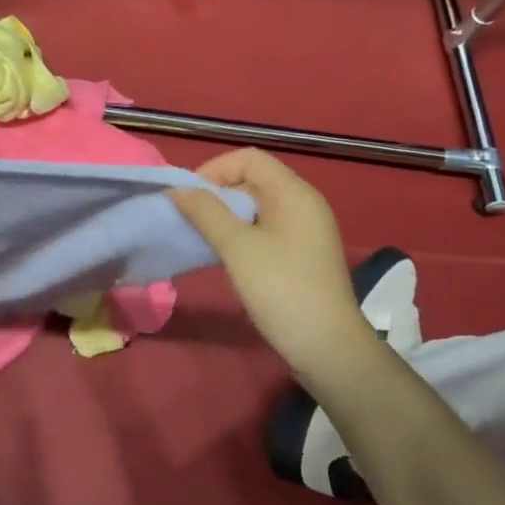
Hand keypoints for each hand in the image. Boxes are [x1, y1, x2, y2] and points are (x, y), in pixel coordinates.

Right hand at [172, 149, 380, 381]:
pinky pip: (265, 227)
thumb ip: (206, 212)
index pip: (248, 158)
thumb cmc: (281, 289)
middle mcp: (303, 203)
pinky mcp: (302, 252)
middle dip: (217, 193)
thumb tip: (177, 189)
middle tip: (190, 219)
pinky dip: (241, 232)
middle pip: (253, 179)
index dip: (214, 170)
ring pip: (257, 205)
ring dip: (226, 215)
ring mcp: (305, 229)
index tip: (189, 198)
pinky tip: (225, 254)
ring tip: (202, 237)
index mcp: (294, 193)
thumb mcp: (237, 247)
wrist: (327, 346)